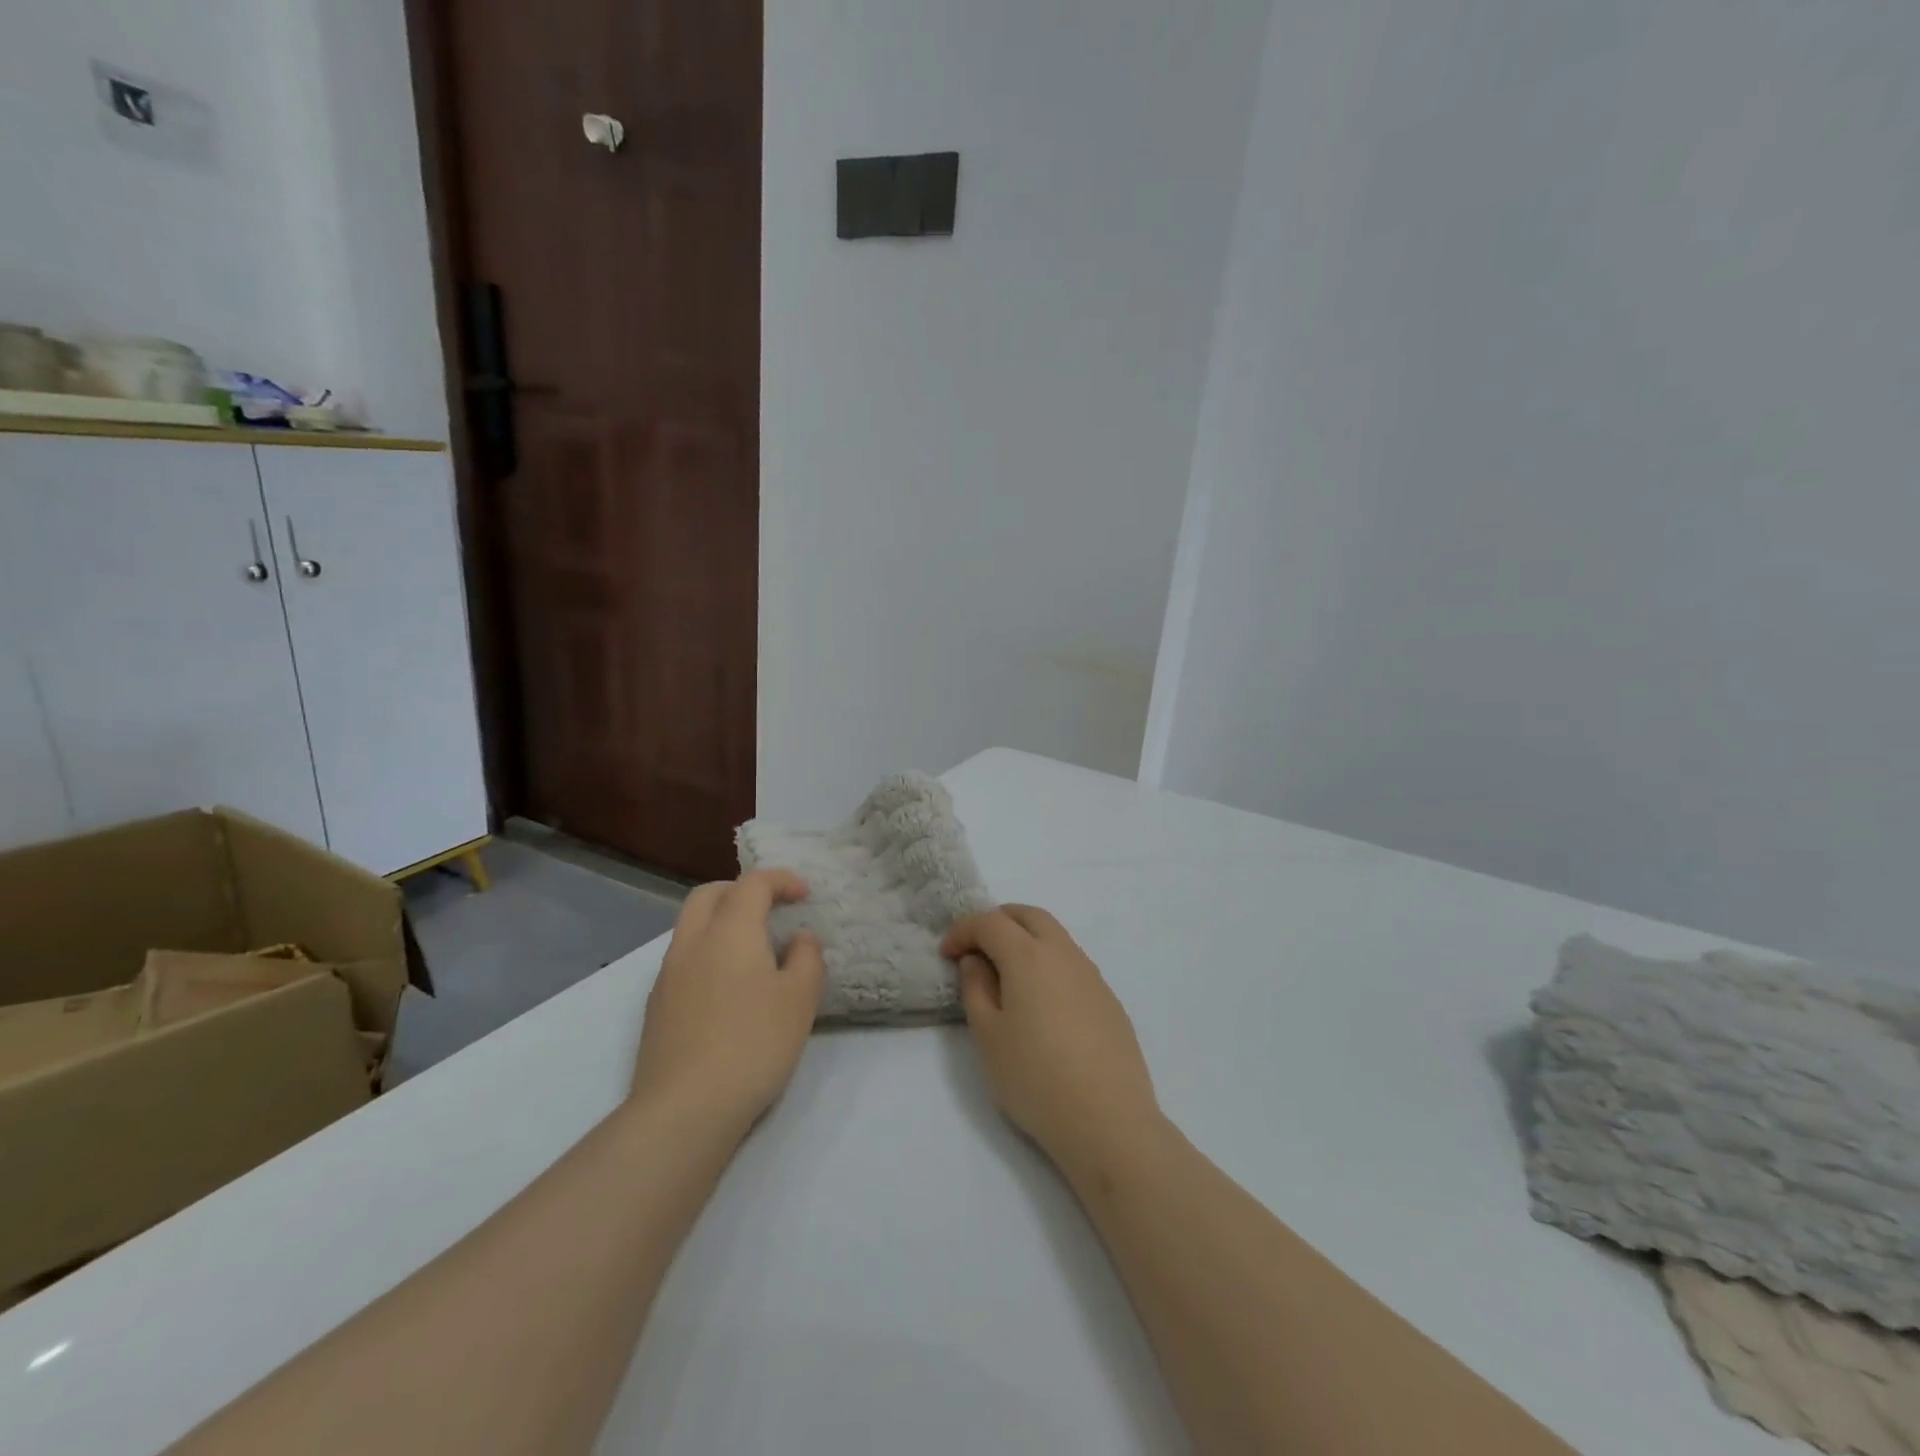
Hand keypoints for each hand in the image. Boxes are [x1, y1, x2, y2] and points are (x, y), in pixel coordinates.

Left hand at [631, 870, 826, 1136]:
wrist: (684, 1109)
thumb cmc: (753, 1044)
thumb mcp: (800, 999)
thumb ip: (806, 958)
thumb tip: (799, 938)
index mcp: (730, 930)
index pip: (753, 883)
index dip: (781, 880)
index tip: (804, 895)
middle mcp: (692, 942)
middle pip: (710, 894)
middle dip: (741, 891)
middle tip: (770, 908)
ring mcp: (667, 975)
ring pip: (691, 926)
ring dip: (721, 921)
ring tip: (753, 950)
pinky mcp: (656, 1007)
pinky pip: (683, 959)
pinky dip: (707, 953)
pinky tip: (728, 988)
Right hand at [943, 905, 1162, 1184]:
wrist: (1108, 1121)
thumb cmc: (1035, 1079)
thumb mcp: (988, 1036)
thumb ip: (976, 989)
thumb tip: (976, 961)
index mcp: (1029, 957)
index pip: (991, 922)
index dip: (963, 930)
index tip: (947, 953)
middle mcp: (1064, 954)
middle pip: (1029, 916)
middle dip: (998, 921)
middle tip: (976, 947)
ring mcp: (1092, 975)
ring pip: (1055, 937)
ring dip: (1026, 940)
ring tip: (1006, 975)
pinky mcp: (1109, 1000)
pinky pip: (1072, 964)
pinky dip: (1048, 965)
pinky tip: (1042, 1004)